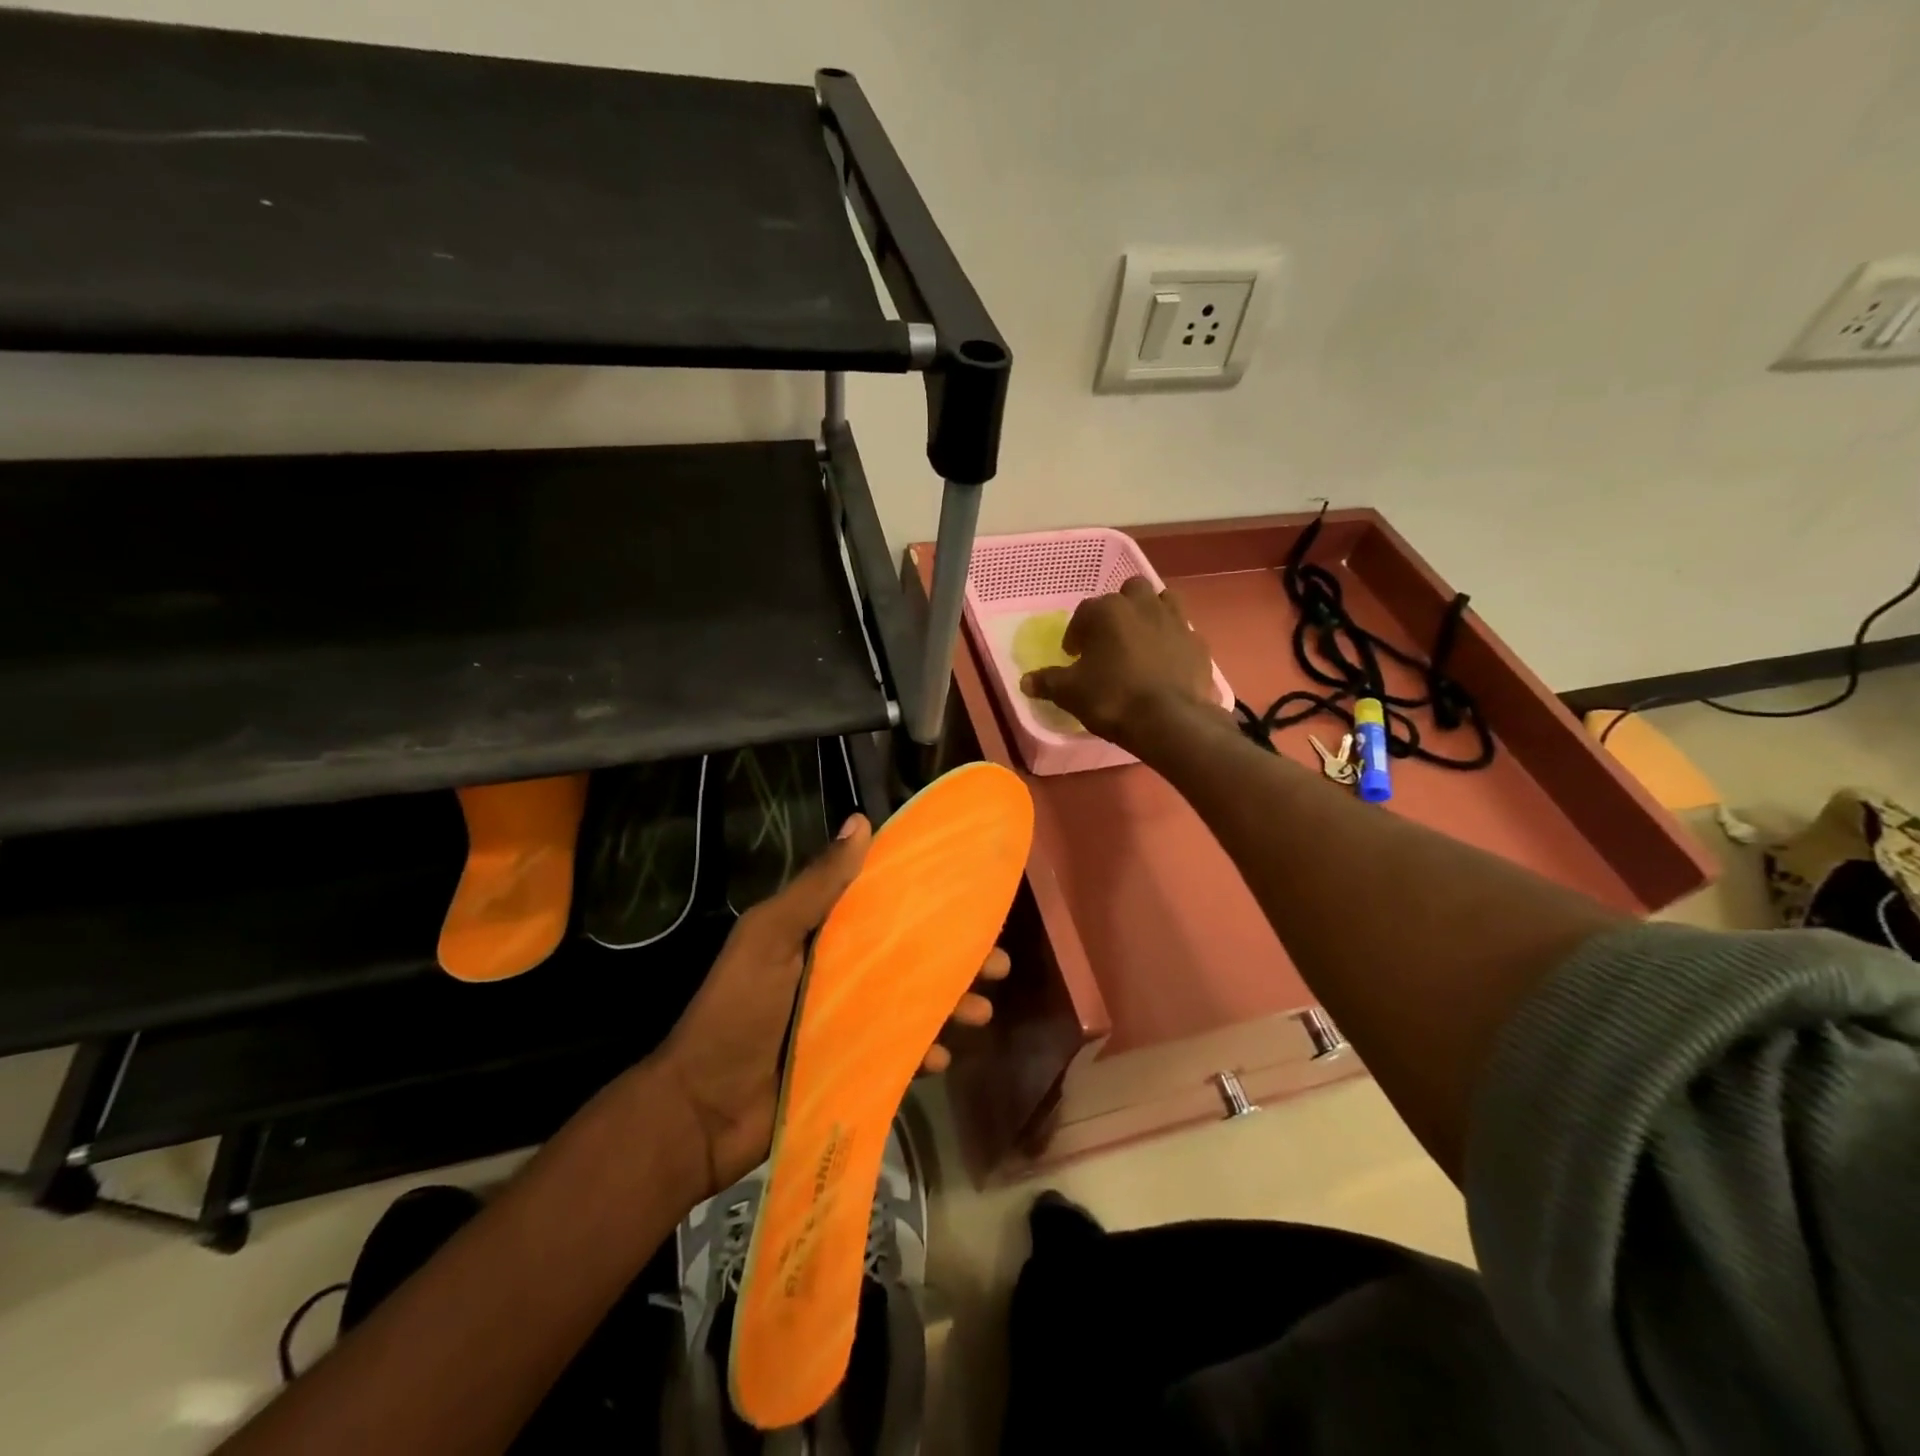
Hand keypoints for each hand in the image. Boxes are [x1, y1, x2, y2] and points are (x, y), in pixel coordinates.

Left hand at [652, 815, 1007, 1194]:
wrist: (700, 1112)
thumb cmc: (737, 1011)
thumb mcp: (770, 937)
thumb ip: (816, 886)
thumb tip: (861, 822)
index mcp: (822, 935)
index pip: (886, 908)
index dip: (928, 902)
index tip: (971, 899)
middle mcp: (841, 972)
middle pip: (911, 957)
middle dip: (957, 959)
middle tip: (999, 963)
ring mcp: (848, 1021)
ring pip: (914, 1004)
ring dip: (952, 1004)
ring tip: (983, 1012)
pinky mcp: (853, 1065)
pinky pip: (900, 1052)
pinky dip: (924, 1051)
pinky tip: (943, 1057)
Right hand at [1020, 577, 1221, 753]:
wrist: (1169, 720)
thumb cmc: (1112, 698)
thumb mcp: (1070, 693)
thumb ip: (1048, 682)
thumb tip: (1025, 681)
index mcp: (1108, 611)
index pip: (1084, 612)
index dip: (1076, 633)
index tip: (1073, 655)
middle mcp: (1143, 605)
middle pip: (1129, 592)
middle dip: (1119, 610)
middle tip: (1110, 639)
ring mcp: (1176, 621)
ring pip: (1163, 601)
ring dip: (1150, 614)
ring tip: (1141, 641)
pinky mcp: (1199, 643)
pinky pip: (1183, 632)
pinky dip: (1173, 641)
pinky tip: (1166, 662)